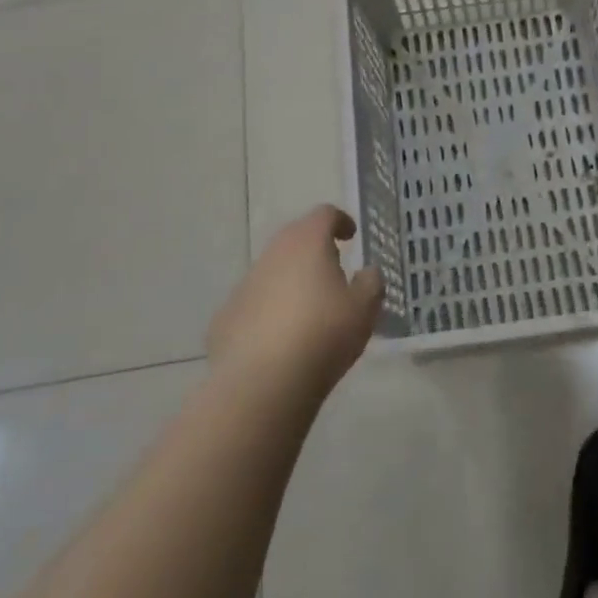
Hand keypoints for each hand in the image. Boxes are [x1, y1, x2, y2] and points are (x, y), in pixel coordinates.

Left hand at [208, 205, 383, 397]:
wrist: (260, 383)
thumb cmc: (322, 335)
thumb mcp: (364, 309)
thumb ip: (371, 283)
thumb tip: (368, 272)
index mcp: (308, 242)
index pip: (324, 214)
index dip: (340, 221)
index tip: (351, 236)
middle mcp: (273, 253)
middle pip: (295, 238)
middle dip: (314, 249)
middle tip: (332, 271)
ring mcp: (245, 283)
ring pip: (273, 270)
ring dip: (291, 281)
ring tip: (308, 310)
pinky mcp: (226, 315)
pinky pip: (255, 303)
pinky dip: (269, 310)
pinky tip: (280, 339)